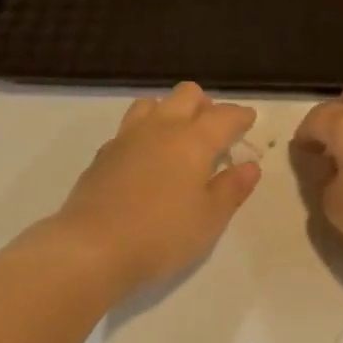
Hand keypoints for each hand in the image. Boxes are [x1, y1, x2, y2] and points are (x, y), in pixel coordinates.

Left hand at [53, 83, 261, 295]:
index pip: (224, 116)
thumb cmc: (162, 235)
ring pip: (152, 104)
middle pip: (186, 95)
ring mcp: (127, 137)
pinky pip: (129, 127)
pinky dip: (145, 132)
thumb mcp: (209, 219)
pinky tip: (146, 157)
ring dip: (170, 111)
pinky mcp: (103, 154)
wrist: (93, 247)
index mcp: (193, 140)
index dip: (240, 116)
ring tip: (178, 137)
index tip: (249, 120)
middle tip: (214, 129)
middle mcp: (160, 128)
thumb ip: (231, 189)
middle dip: (205, 105)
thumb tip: (249, 166)